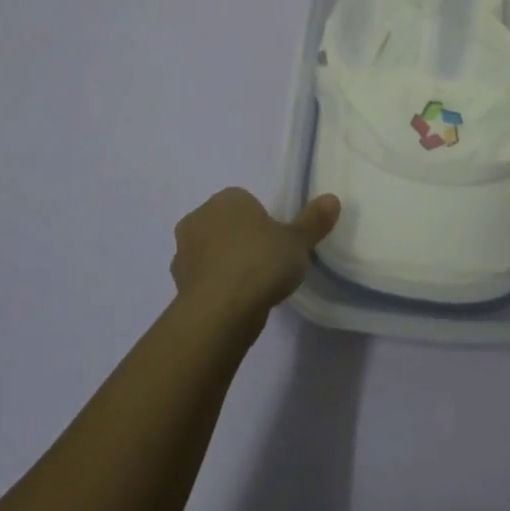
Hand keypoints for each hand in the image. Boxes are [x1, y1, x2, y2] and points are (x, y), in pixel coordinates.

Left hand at [171, 188, 339, 326]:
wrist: (220, 311)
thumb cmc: (261, 263)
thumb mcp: (298, 241)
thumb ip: (313, 221)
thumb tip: (332, 199)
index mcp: (227, 199)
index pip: (246, 202)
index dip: (263, 221)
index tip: (278, 242)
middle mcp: (198, 218)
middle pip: (226, 225)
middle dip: (241, 239)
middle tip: (268, 262)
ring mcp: (183, 252)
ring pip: (211, 252)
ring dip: (226, 264)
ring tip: (253, 286)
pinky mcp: (177, 284)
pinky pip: (203, 279)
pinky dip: (216, 287)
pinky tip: (237, 302)